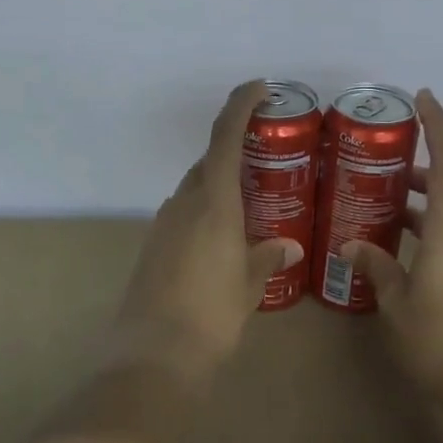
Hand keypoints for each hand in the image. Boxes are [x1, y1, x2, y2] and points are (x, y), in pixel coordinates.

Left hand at [110, 80, 300, 380]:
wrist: (153, 354)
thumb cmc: (211, 314)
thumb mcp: (249, 285)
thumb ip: (268, 257)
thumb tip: (290, 246)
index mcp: (213, 202)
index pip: (225, 137)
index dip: (240, 105)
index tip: (259, 87)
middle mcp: (184, 202)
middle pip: (210, 161)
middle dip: (235, 151)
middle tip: (266, 159)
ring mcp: (164, 223)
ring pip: (195, 187)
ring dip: (219, 183)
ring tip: (251, 201)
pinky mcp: (153, 245)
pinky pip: (184, 212)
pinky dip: (205, 209)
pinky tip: (222, 236)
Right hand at [343, 90, 442, 400]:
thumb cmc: (440, 340)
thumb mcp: (396, 303)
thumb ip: (377, 267)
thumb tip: (353, 246)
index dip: (437, 124)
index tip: (422, 98)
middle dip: (421, 167)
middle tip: (385, 164)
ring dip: (426, 200)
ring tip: (388, 204)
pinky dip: (434, 225)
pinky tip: (406, 246)